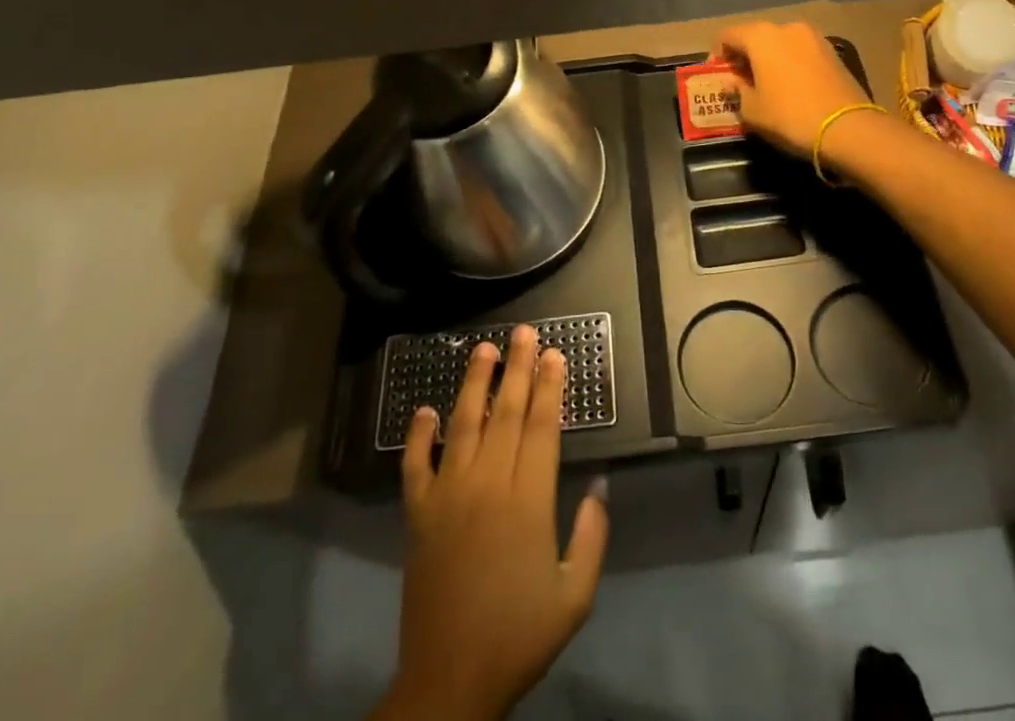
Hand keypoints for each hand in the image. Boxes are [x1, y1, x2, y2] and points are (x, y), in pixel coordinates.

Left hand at [375, 325, 609, 720]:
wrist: (450, 682)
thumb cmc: (518, 636)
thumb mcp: (575, 596)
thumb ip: (591, 537)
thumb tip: (599, 486)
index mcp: (529, 500)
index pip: (542, 426)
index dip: (550, 386)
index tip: (554, 354)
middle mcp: (488, 484)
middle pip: (507, 413)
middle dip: (518, 369)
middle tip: (523, 332)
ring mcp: (448, 495)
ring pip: (463, 424)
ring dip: (474, 383)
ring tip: (483, 349)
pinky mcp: (418, 514)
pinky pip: (415, 465)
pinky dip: (419, 434)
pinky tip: (425, 409)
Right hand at [711, 20, 875, 158]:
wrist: (848, 128)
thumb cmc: (790, 116)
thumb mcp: (752, 110)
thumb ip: (736, 91)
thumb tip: (731, 82)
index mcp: (761, 36)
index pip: (728, 35)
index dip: (718, 54)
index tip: (718, 75)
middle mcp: (787, 27)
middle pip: (755, 36)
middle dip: (745, 55)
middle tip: (740, 81)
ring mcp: (813, 37)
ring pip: (780, 43)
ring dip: (769, 58)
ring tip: (767, 85)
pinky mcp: (832, 51)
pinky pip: (800, 52)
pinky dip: (790, 63)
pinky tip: (791, 86)